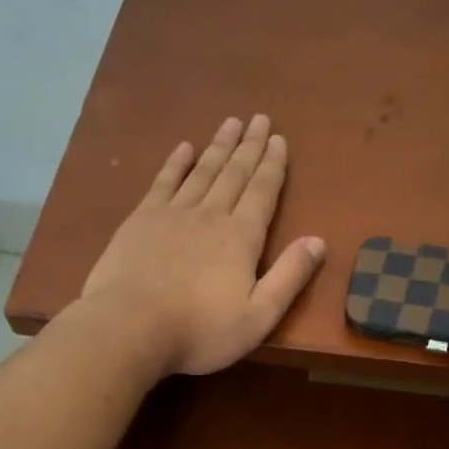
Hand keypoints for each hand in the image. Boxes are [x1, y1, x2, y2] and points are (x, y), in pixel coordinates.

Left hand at [80, 114, 325, 375]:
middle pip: (234, 173)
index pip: (262, 192)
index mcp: (241, 237)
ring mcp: (173, 214)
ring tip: (231, 123)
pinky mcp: (141, 220)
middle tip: (260, 118)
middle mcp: (210, 215)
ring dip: (219, 146)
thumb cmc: (200, 330)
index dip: (273, 165)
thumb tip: (318, 241)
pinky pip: (164, 182)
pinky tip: (184, 148)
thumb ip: (289, 277)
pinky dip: (176, 163)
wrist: (130, 327)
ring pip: (202, 171)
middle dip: (250, 146)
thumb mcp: (258, 316)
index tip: (279, 139)